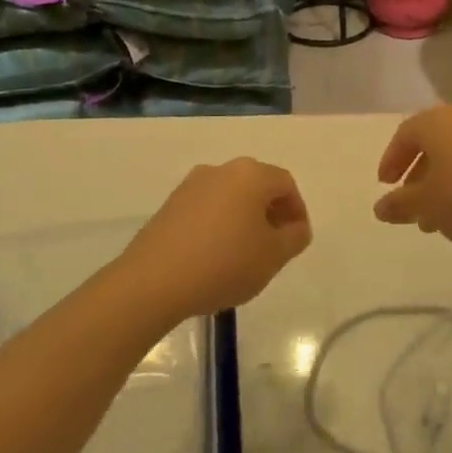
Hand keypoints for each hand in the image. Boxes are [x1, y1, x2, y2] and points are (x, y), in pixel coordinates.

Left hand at [116, 159, 311, 320]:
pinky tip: (216, 257)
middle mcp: (221, 170)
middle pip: (257, 186)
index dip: (297, 211)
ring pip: (231, 198)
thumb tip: (295, 227)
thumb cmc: (224, 263)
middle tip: (275, 246)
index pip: (286, 185)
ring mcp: (191, 186)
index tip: (297, 240)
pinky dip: (219, 226)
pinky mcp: (170, 205)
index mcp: (250, 175)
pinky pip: (207, 209)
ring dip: (244, 220)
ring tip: (245, 255)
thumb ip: (295, 237)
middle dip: (271, 214)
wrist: (153, 281)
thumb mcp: (274, 256)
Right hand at [374, 107, 451, 253]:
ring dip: (441, 183)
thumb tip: (381, 207)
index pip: (405, 135)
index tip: (385, 185)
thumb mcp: (427, 205)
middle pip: (432, 143)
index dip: (391, 160)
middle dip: (417, 175)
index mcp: (437, 122)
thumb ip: (399, 204)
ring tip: (435, 220)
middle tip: (409, 204)